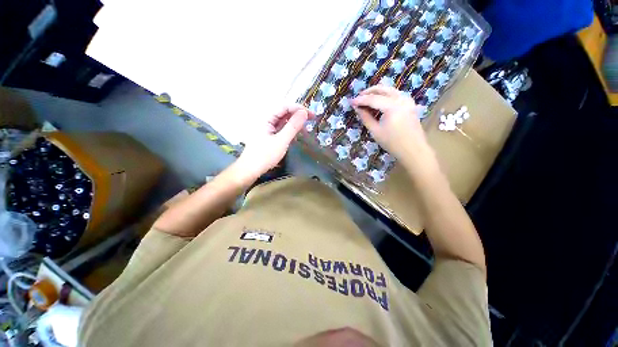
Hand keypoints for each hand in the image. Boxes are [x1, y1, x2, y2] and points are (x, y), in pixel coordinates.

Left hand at [233, 104, 313, 182]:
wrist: (251, 169)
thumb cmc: (265, 156)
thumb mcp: (281, 141)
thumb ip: (293, 126)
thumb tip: (304, 113)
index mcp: (266, 117)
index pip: (284, 106)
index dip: (299, 108)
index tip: (311, 114)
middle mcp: (266, 119)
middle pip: (284, 111)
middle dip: (298, 114)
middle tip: (312, 118)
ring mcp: (267, 127)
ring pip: (283, 120)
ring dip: (295, 121)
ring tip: (306, 125)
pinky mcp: (269, 134)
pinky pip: (281, 127)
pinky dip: (290, 128)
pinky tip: (297, 131)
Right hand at [352, 85, 433, 168]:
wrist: (413, 149)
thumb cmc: (392, 143)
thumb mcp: (375, 131)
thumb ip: (366, 117)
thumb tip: (357, 108)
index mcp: (392, 106)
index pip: (373, 99)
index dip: (360, 100)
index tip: (351, 102)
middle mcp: (401, 98)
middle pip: (382, 89)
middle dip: (368, 92)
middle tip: (358, 98)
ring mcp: (407, 100)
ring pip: (389, 89)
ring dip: (376, 92)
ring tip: (366, 100)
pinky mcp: (409, 103)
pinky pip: (395, 94)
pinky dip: (385, 95)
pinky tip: (378, 102)